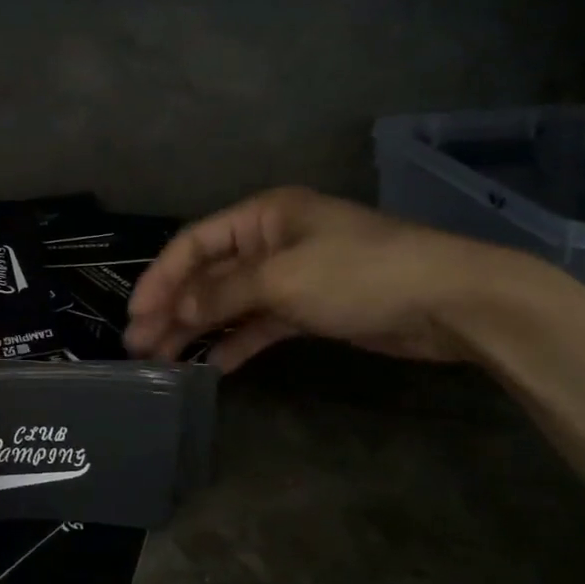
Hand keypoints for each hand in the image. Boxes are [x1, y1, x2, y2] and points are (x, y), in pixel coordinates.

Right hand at [124, 187, 516, 370]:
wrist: (449, 302)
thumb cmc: (359, 273)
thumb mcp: (283, 278)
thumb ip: (223, 294)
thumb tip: (176, 311)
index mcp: (262, 216)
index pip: (194, 243)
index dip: (160, 278)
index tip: (135, 315)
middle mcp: (271, 241)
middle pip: (208, 275)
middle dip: (173, 308)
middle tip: (139, 346)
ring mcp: (291, 276)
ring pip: (230, 303)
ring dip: (198, 329)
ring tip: (164, 361)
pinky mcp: (310, 309)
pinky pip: (260, 324)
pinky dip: (237, 342)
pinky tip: (213, 366)